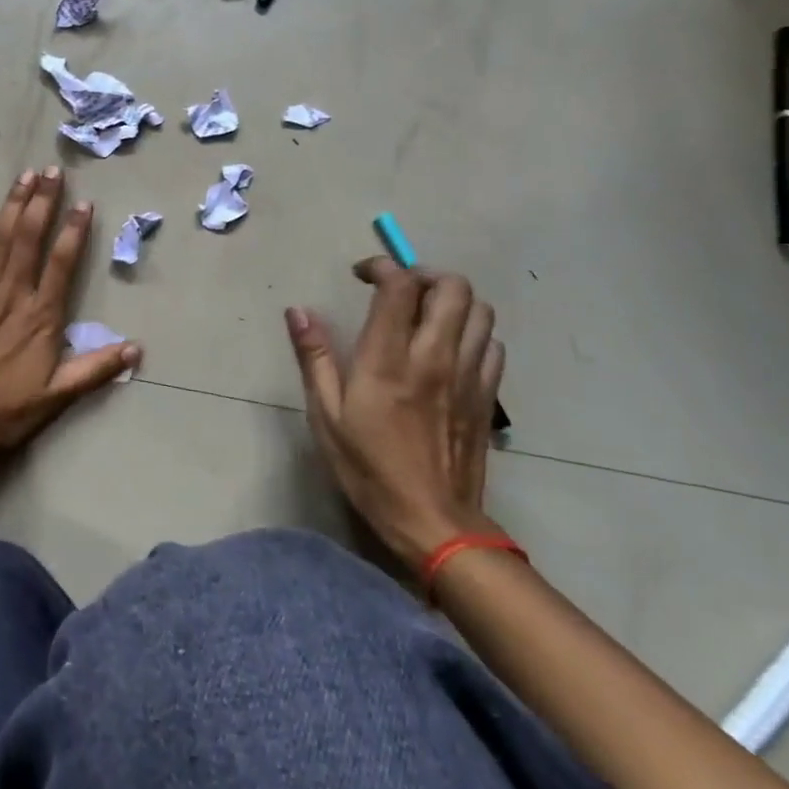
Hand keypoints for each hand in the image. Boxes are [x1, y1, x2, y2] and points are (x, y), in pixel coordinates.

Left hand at [0, 166, 139, 459]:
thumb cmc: (4, 411)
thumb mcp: (57, 397)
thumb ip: (96, 370)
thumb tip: (136, 349)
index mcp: (41, 316)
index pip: (62, 263)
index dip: (75, 231)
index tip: (83, 203)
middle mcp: (12, 294)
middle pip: (29, 238)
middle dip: (43, 201)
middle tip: (53, 171)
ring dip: (13, 203)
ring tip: (26, 175)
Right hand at [285, 258, 506, 568]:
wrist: (434, 522)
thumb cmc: (369, 468)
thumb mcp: (326, 415)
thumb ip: (315, 357)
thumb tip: (297, 311)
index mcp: (388, 359)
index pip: (399, 285)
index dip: (382, 266)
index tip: (362, 275)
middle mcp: (434, 356)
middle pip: (452, 287)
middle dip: (424, 275)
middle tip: (399, 289)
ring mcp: (468, 375)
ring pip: (479, 310)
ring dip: (451, 300)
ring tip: (425, 314)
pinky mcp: (487, 396)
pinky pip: (491, 344)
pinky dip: (472, 332)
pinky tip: (449, 349)